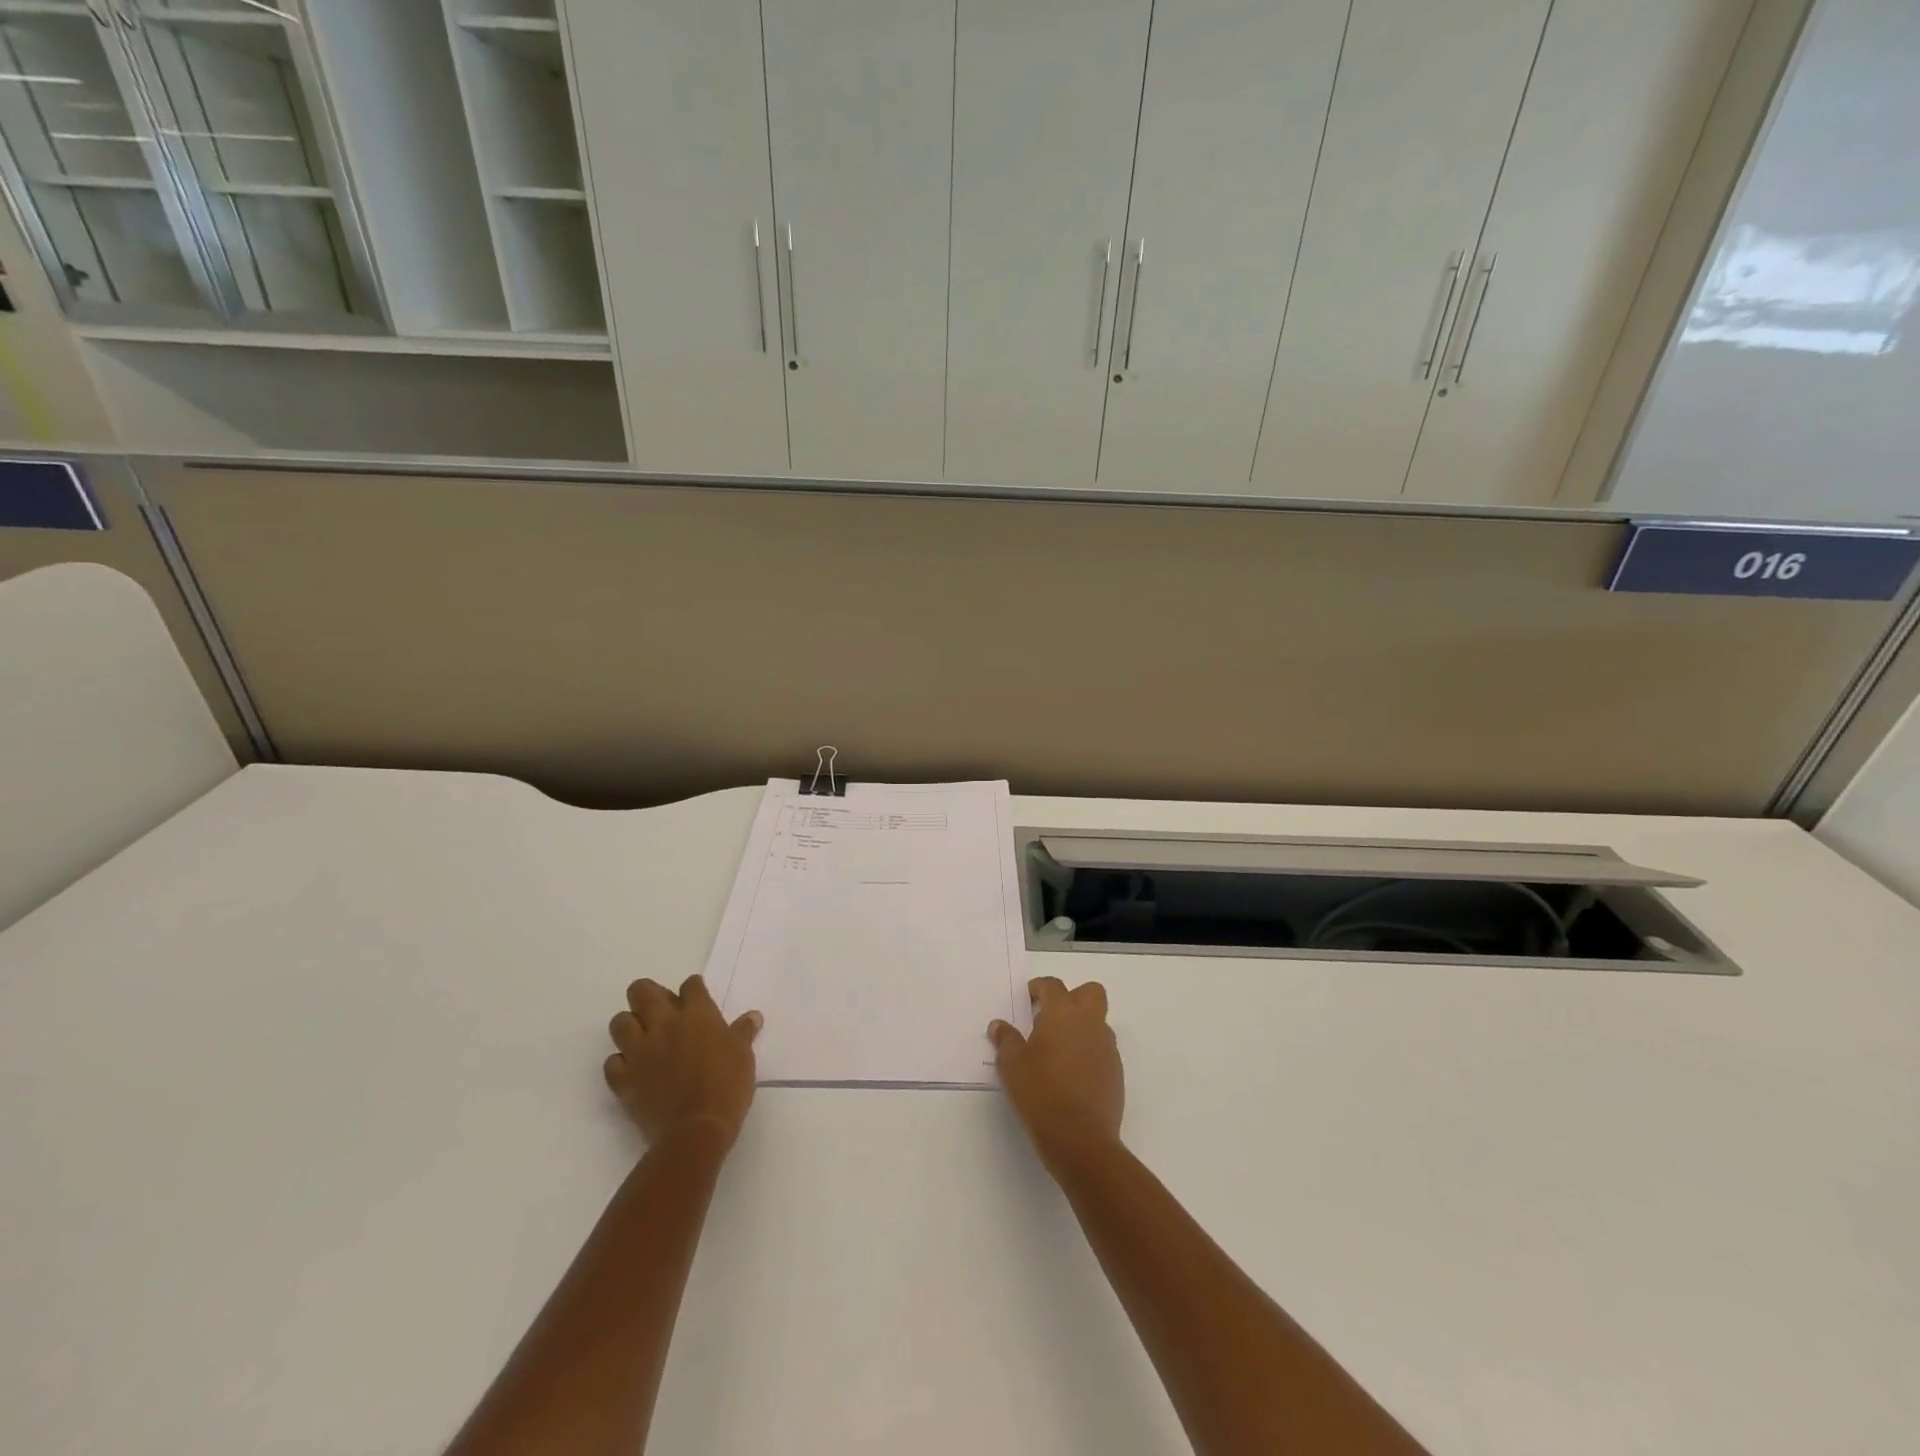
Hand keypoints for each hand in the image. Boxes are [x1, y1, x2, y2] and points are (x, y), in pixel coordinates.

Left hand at [605, 975, 761, 1149]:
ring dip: (630, 1025)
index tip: (697, 997)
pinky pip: (612, 1062)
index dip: (693, 988)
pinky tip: (633, 1068)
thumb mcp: (744, 1056)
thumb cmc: (727, 1088)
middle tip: (661, 1009)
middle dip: (649, 994)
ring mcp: (639, 1052)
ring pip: (619, 1022)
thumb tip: (753, 1016)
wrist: (696, 1131)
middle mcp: (664, 1025)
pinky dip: (620, 1062)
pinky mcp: (623, 1080)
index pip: (690, 985)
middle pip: (642, 991)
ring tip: (643, 1036)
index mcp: (697, 1015)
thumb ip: (743, 1032)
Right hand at [990, 977, 1123, 1168]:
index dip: (1039, 988)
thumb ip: (1006, 1040)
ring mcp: (1107, 1048)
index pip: (1053, 986)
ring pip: (1098, 1022)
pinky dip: (1089, 1053)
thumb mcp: (1011, 1065)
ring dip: (1082, 1027)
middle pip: (1090, 992)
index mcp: (1063, 1013)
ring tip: (1058, 1051)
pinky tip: (1071, 1075)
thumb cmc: (1040, 1092)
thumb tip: (999, 1026)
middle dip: (1073, 997)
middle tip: (1051, 1017)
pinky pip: (1102, 1050)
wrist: (1080, 1138)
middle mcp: (1089, 1023)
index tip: (1028, 998)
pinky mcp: (1116, 1072)